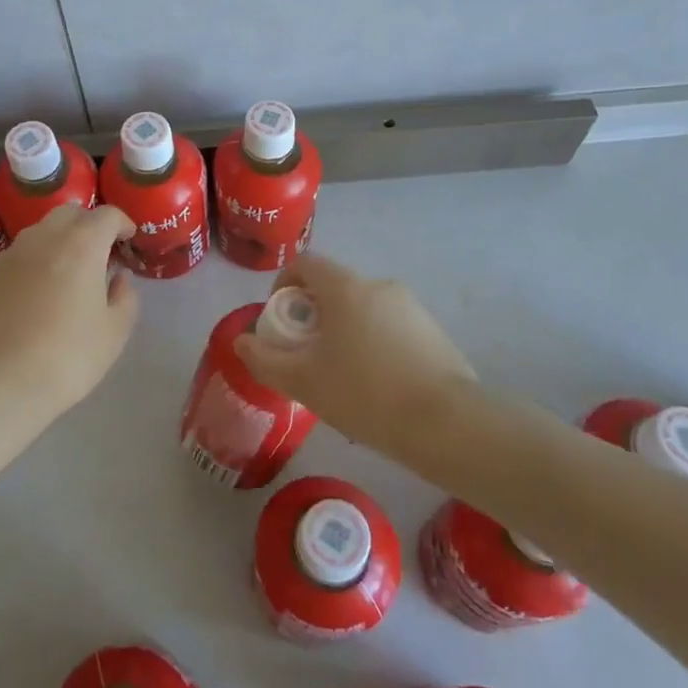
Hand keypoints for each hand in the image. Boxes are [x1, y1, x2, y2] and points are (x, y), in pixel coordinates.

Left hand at [0, 204, 140, 416]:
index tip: (128, 240)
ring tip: (66, 274)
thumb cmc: (67, 357)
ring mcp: (10, 255)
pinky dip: (32, 263)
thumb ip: (125, 298)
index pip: (107, 215)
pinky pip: (17, 256)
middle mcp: (44, 238)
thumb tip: (117, 279)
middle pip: (70, 213)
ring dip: (59, 241)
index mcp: (82, 245)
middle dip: (89, 225)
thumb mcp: (114, 333)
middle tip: (98, 254)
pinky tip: (34, 295)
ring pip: (40, 232)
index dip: (122, 223)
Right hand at [233, 252, 476, 445]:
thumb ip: (264, 359)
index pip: (305, 263)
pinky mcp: (433, 330)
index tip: (279, 318)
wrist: (446, 424)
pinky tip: (378, 387)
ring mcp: (411, 306)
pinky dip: (374, 344)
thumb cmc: (365, 394)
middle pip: (334, 288)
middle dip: (314, 315)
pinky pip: (390, 327)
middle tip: (307, 355)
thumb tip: (241, 341)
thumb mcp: (303, 382)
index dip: (283, 284)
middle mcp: (378, 285)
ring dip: (345, 331)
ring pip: (363, 310)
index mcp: (345, 288)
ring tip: (342, 378)